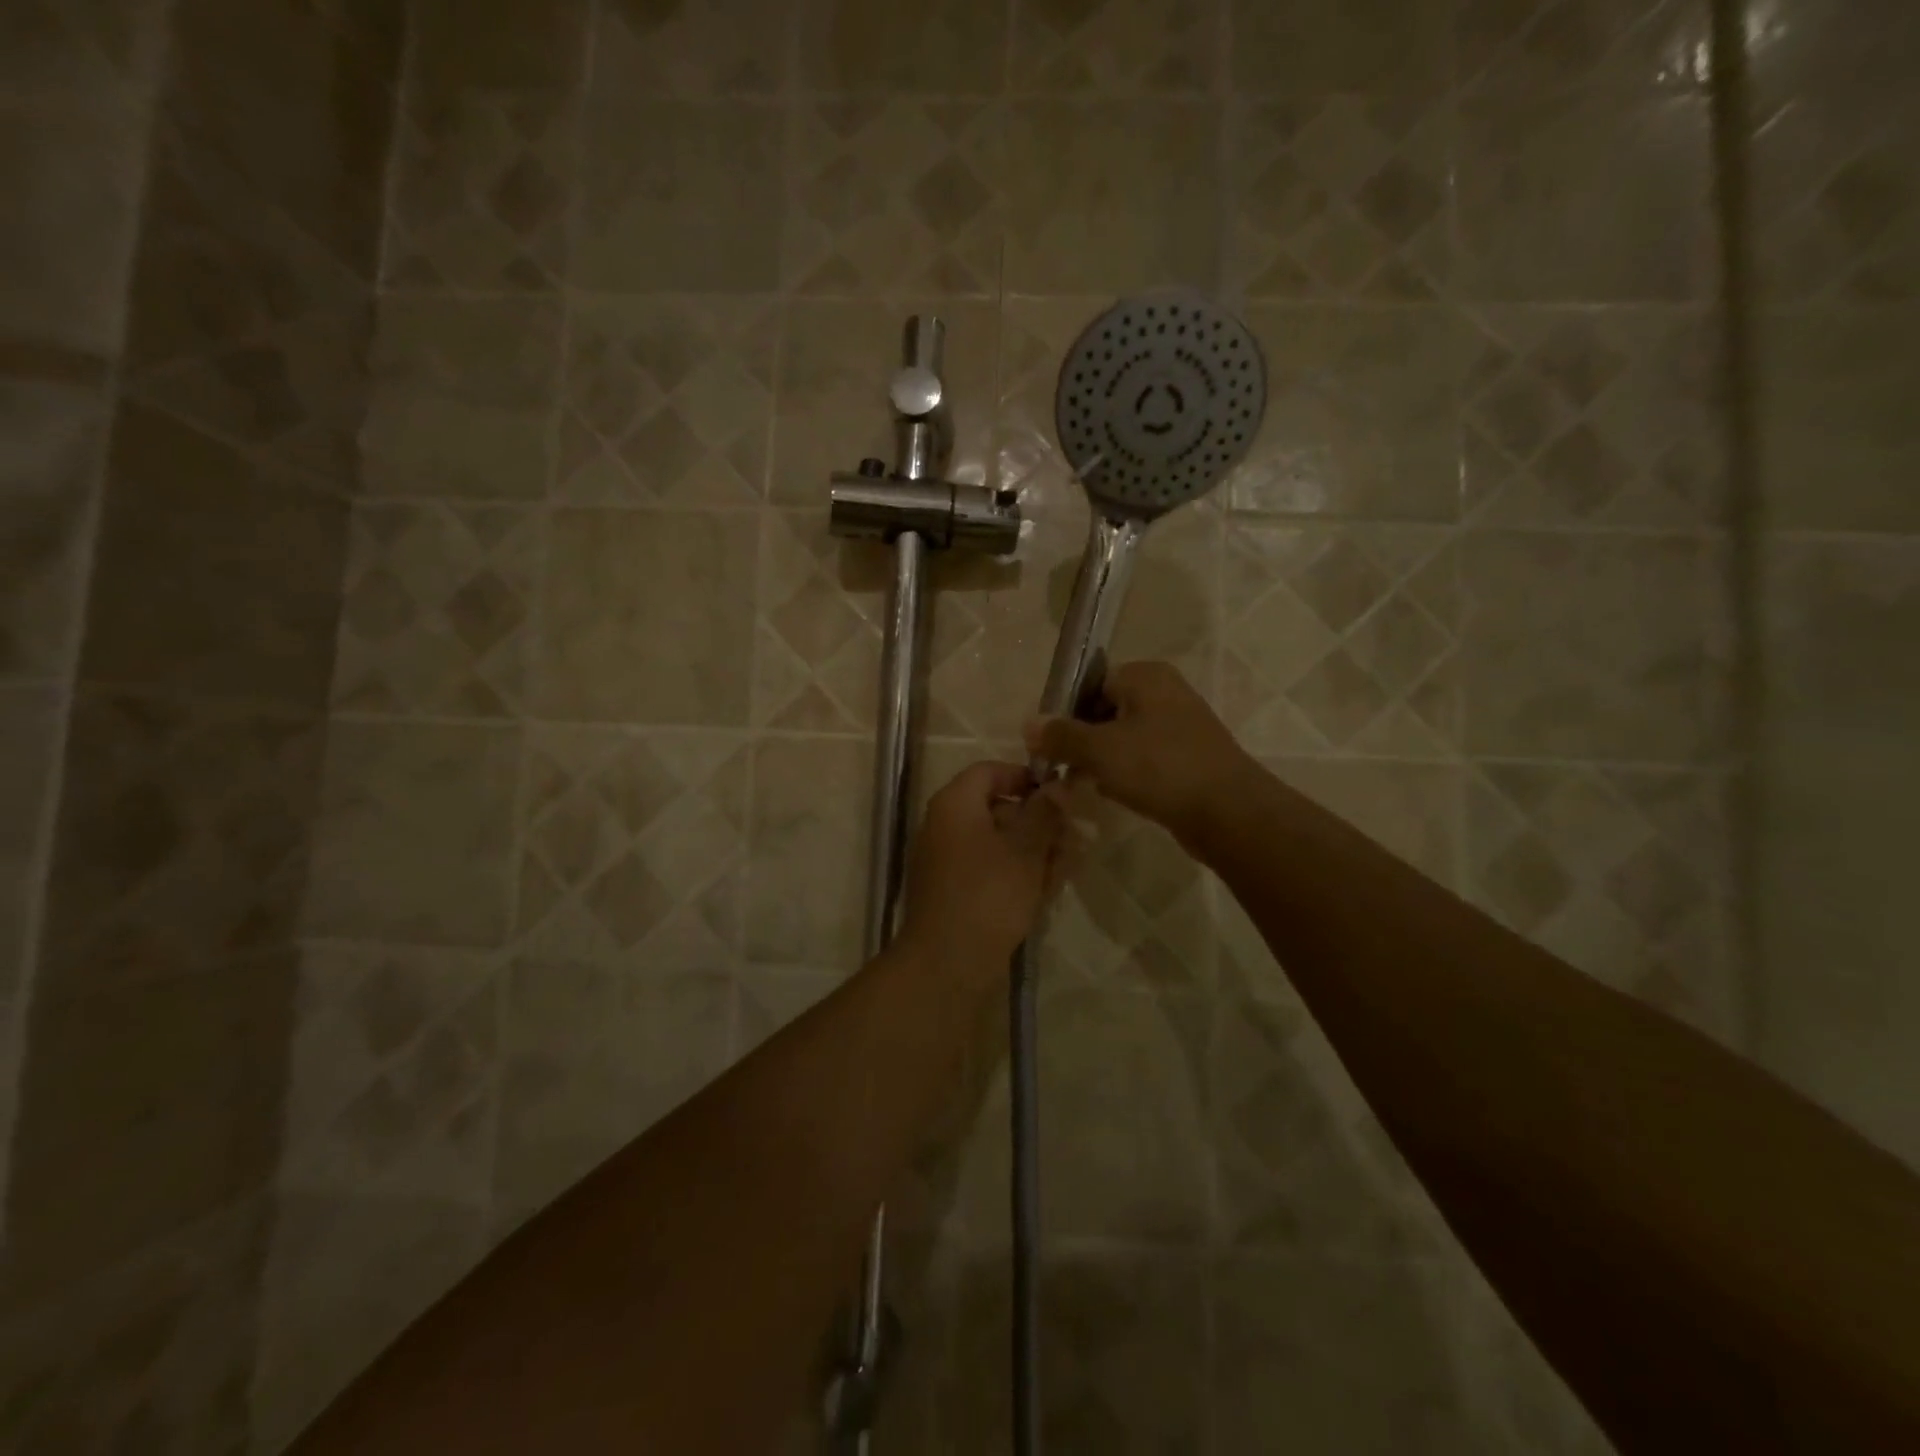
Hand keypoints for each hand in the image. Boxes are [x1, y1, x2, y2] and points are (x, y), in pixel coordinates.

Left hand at [897, 763, 1070, 974]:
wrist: (948, 963)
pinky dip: (1018, 872)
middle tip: (1074, 835)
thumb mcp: (1025, 850)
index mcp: (954, 805)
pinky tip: (1050, 886)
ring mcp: (947, 860)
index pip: (989, 771)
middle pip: (996, 808)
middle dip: (1039, 820)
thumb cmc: (989, 895)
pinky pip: (990, 869)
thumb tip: (1059, 786)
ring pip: (998, 842)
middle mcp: (944, 826)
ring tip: (1071, 863)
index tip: (1059, 794)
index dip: (1025, 777)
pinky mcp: (956, 890)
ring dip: (1035, 849)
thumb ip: (1044, 814)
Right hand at [1024, 661, 1256, 849]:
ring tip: (1081, 785)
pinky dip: (1126, 773)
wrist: (1228, 812)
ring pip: (1124, 738)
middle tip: (1061, 768)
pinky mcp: (1188, 758)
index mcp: (1146, 676)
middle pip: (1106, 711)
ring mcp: (1180, 726)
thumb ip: (1060, 735)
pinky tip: (1112, 795)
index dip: (1066, 712)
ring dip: (1100, 761)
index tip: (1048, 743)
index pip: (1091, 683)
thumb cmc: (1159, 768)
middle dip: (1081, 740)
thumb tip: (1027, 724)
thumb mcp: (1099, 750)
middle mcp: (1165, 693)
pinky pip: (1145, 759)